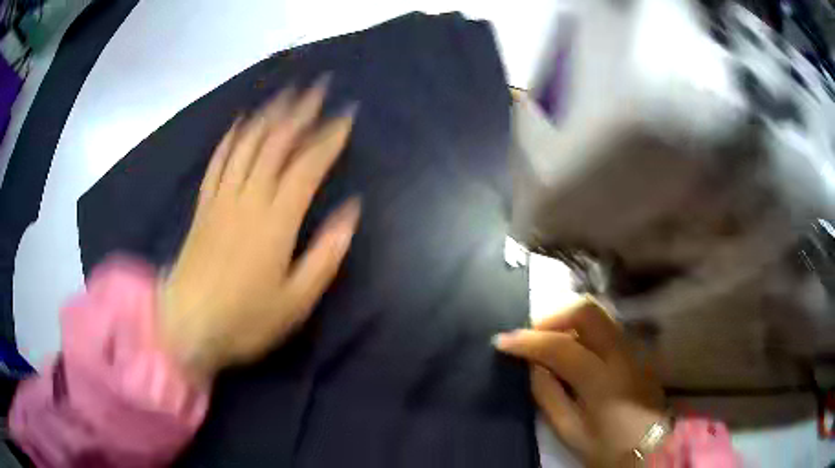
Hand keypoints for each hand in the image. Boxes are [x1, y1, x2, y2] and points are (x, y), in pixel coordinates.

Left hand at [160, 78, 359, 383]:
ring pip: (247, 144)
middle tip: (319, 87)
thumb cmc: (245, 319)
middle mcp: (248, 199)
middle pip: (275, 143)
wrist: (188, 325)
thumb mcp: (296, 301)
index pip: (307, 167)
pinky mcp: (203, 205)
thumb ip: (325, 255)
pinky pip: (218, 161)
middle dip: (300, 112)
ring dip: (268, 115)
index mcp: (275, 222)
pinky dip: (231, 137)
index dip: (328, 138)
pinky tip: (241, 122)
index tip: (346, 116)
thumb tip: (351, 212)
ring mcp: (222, 198)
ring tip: (286, 94)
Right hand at [493, 297, 665, 466]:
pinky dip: (583, 328)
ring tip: (548, 340)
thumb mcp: (570, 430)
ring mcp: (633, 348)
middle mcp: (621, 354)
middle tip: (531, 336)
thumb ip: (548, 395)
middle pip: (587, 311)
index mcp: (603, 380)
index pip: (561, 347)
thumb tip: (533, 365)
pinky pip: (606, 327)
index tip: (501, 341)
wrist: (650, 448)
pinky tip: (572, 348)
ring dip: (568, 320)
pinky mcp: (636, 350)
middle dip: (553, 317)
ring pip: (598, 314)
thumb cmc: (607, 447)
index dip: (528, 341)